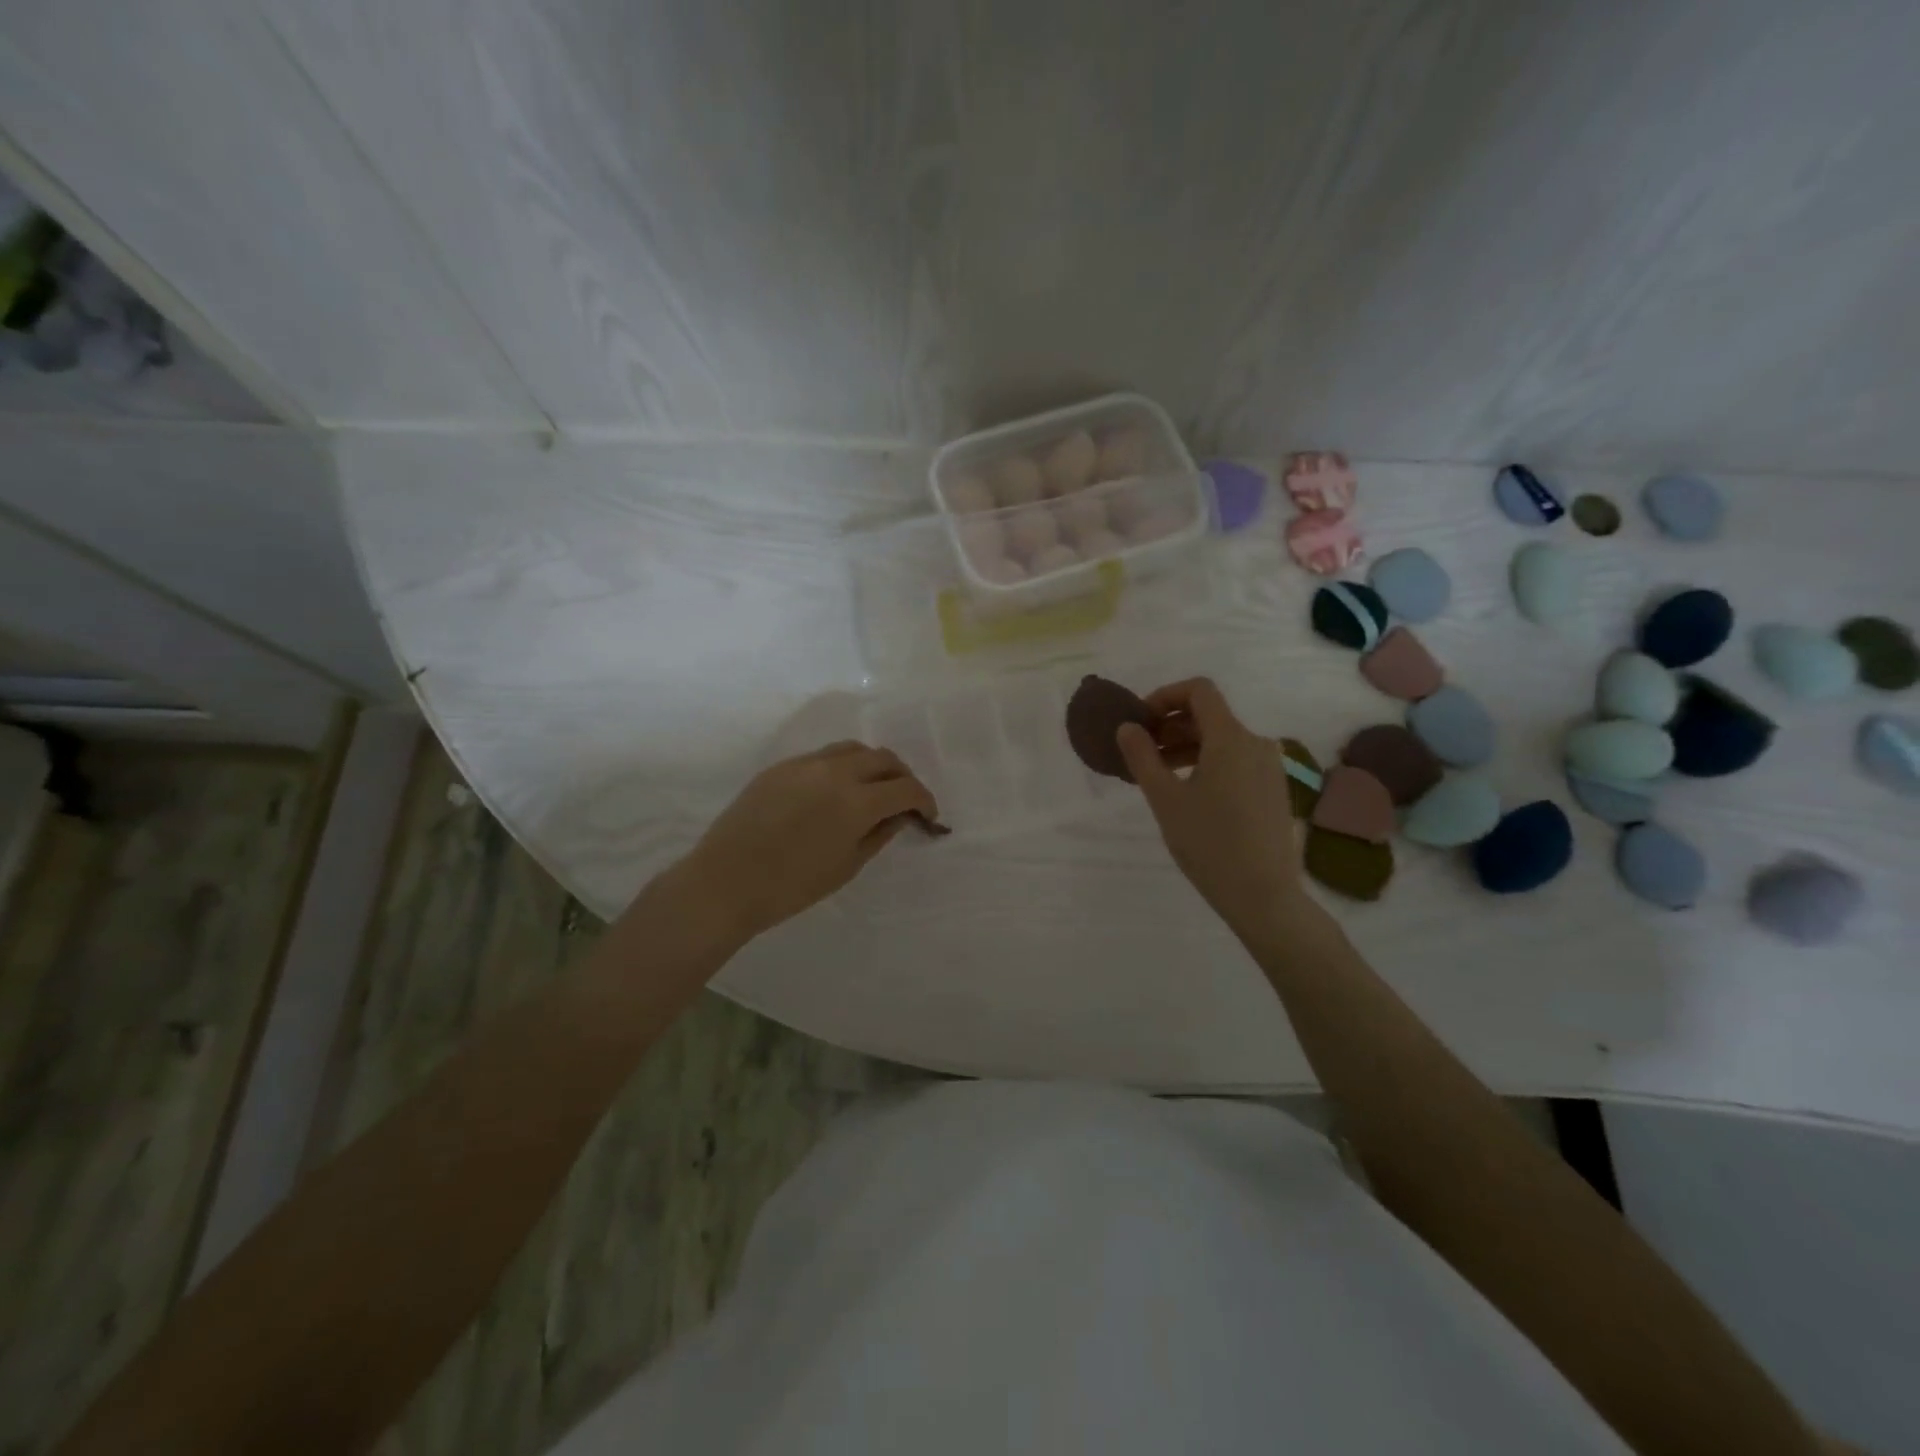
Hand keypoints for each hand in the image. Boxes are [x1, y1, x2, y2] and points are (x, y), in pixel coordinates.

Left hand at [676, 741, 938, 941]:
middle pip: (884, 758)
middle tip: (903, 800)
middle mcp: (836, 772)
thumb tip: (900, 815)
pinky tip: (835, 791)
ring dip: (873, 764)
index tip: (927, 816)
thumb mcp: (847, 866)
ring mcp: (805, 764)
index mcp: (857, 801)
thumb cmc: (792, 886)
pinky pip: (823, 756)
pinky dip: (842, 766)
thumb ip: (879, 834)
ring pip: (853, 749)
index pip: (906, 788)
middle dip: (902, 777)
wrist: (726, 882)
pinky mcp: (781, 766)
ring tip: (872, 788)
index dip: (924, 800)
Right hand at [1116, 678, 1317, 939]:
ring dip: (1187, 745)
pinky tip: (1189, 791)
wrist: (1263, 895)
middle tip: (1141, 751)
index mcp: (1230, 738)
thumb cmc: (1209, 844)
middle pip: (1209, 715)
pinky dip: (1208, 762)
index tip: (1141, 721)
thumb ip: (1142, 757)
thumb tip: (1127, 727)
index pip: (1199, 690)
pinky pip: (1236, 760)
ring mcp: (1269, 766)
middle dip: (1171, 725)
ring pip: (1222, 739)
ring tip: (1159, 775)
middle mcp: (1255, 743)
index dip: (1165, 695)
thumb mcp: (1165, 799)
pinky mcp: (1274, 788)